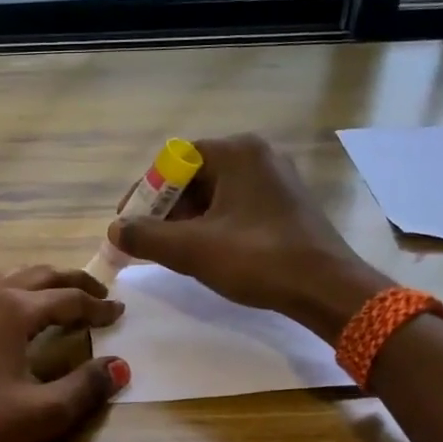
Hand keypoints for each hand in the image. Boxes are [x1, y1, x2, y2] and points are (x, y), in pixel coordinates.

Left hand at [0, 266, 129, 441]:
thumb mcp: (40, 415)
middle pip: (37, 276)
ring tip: (46, 294)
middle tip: (96, 293)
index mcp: (15, 311)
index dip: (98, 306)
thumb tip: (120, 365)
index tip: (120, 312)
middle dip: (71, 282)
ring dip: (29, 281)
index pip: (69, 299)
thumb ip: (85, 388)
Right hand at [109, 133, 390, 341]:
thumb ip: (147, 236)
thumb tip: (115, 229)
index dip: (144, 192)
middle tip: (148, 242)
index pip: (173, 160)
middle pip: (193, 176)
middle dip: (165, 209)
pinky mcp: (286, 204)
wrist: (327, 288)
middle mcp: (258, 155)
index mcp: (236, 152)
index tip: (128, 224)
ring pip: (215, 194)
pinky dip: (213, 226)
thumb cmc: (258, 259)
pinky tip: (207, 254)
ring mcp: (276, 179)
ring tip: (174, 252)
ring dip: (188, 221)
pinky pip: (236, 206)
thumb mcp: (193, 250)